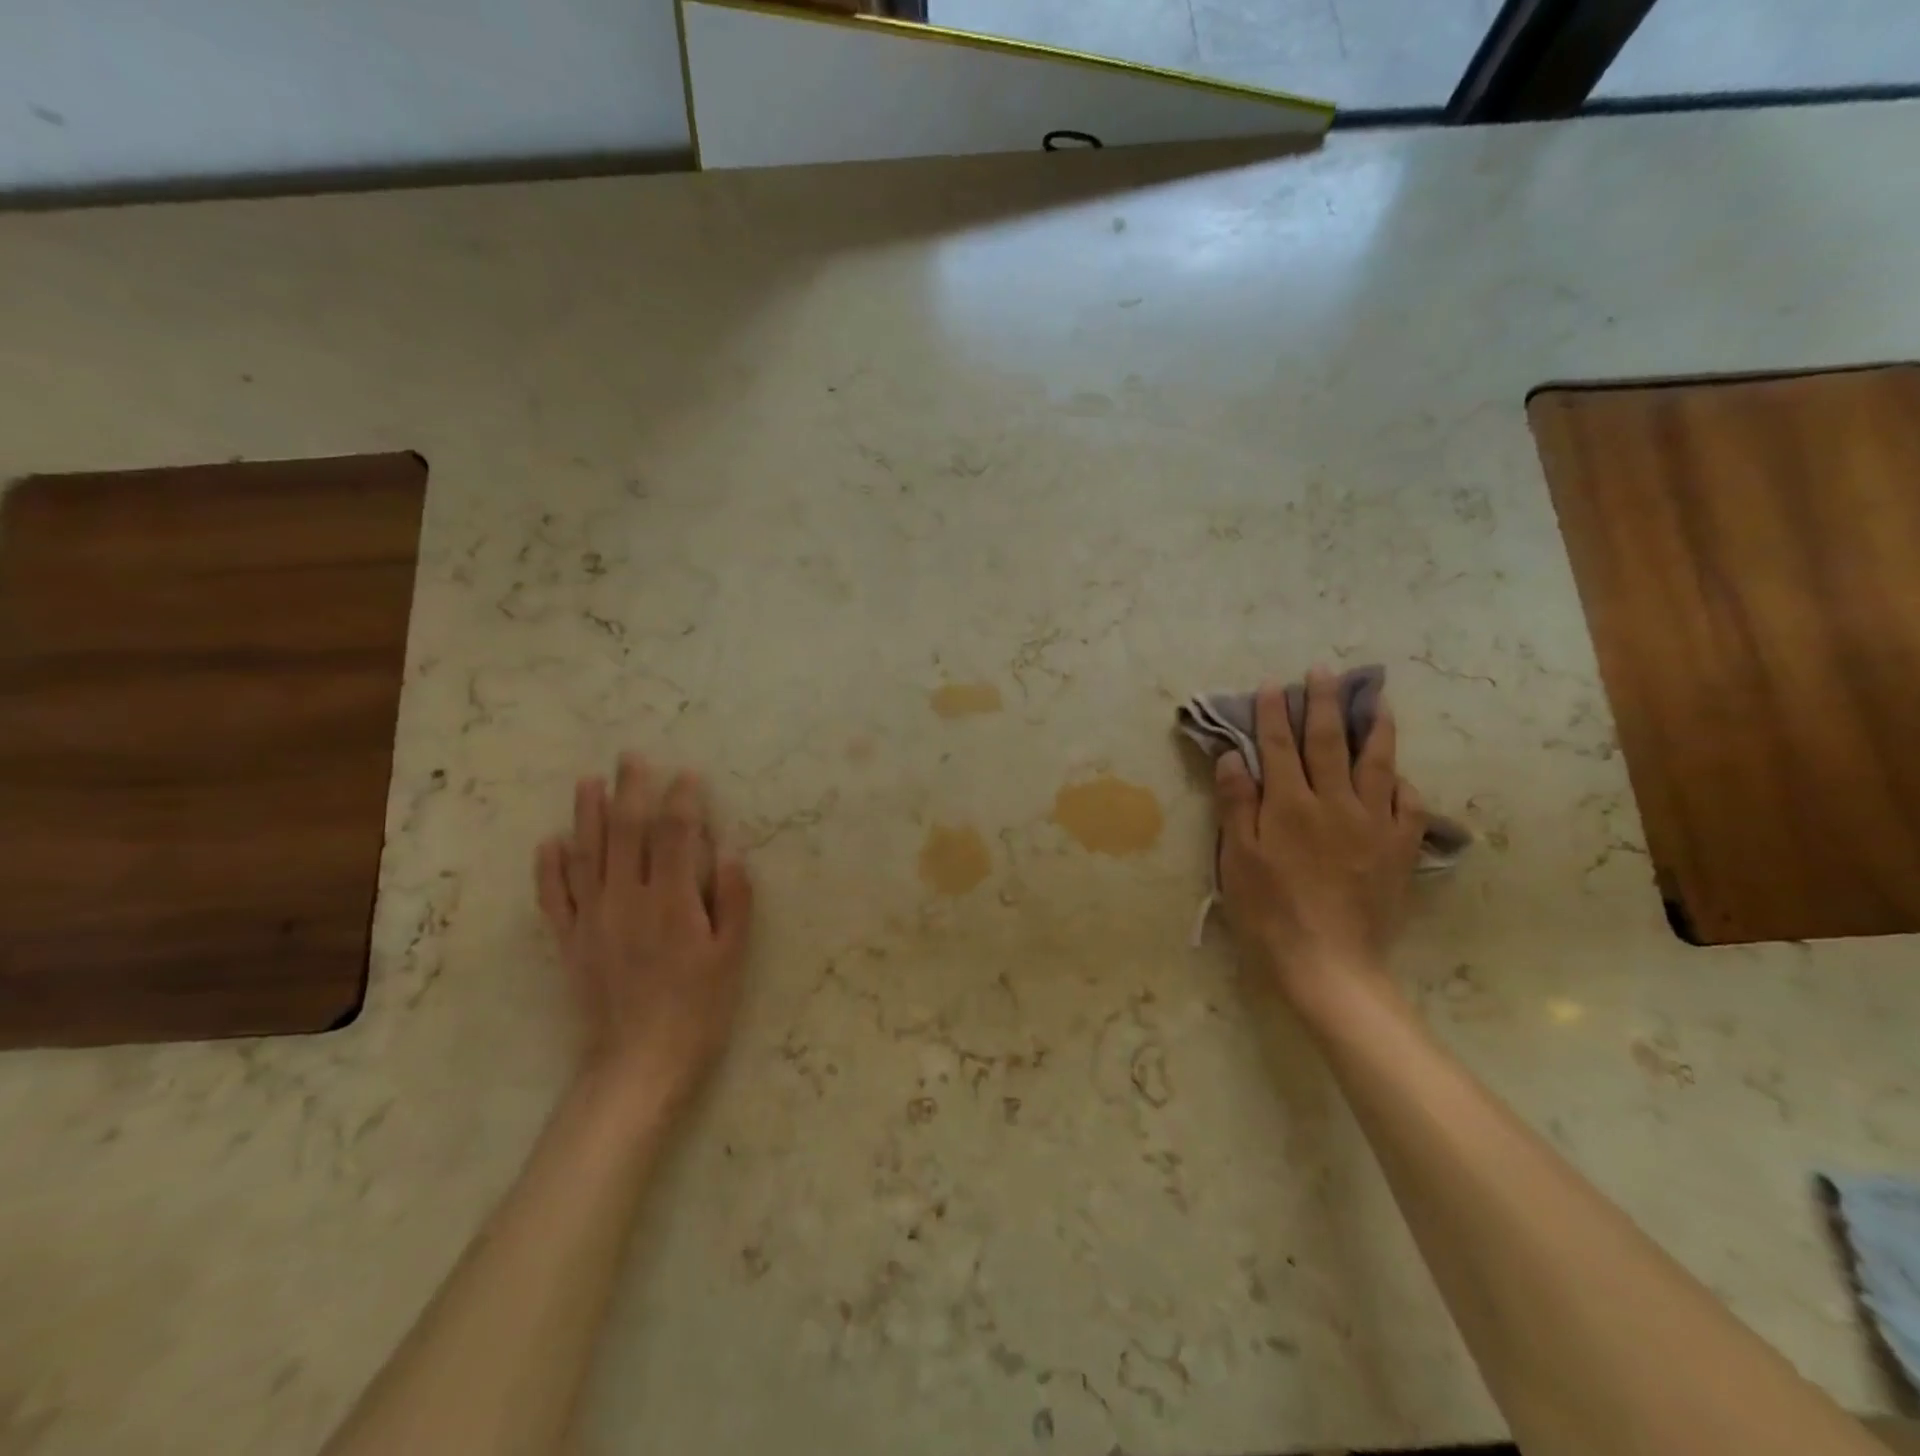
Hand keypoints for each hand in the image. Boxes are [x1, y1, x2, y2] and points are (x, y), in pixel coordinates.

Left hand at [534, 754, 753, 1117]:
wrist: (638, 1065)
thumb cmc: (698, 1010)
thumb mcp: (731, 957)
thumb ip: (733, 900)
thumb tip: (730, 851)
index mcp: (671, 901)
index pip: (675, 835)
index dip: (681, 801)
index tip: (687, 775)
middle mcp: (628, 900)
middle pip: (626, 833)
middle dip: (631, 791)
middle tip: (631, 758)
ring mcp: (593, 919)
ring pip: (587, 855)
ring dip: (587, 815)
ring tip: (588, 782)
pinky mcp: (570, 942)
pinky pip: (554, 898)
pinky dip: (549, 868)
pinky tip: (549, 843)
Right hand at [1212, 666, 1424, 994]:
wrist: (1329, 962)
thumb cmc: (1269, 911)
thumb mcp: (1237, 859)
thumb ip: (1237, 804)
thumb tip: (1234, 756)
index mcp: (1289, 806)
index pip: (1279, 747)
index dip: (1274, 714)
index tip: (1273, 684)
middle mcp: (1334, 803)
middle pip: (1329, 743)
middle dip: (1324, 704)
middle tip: (1325, 671)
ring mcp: (1373, 824)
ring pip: (1377, 763)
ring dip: (1375, 727)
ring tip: (1376, 699)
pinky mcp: (1398, 848)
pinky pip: (1408, 803)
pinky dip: (1402, 781)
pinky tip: (1398, 771)